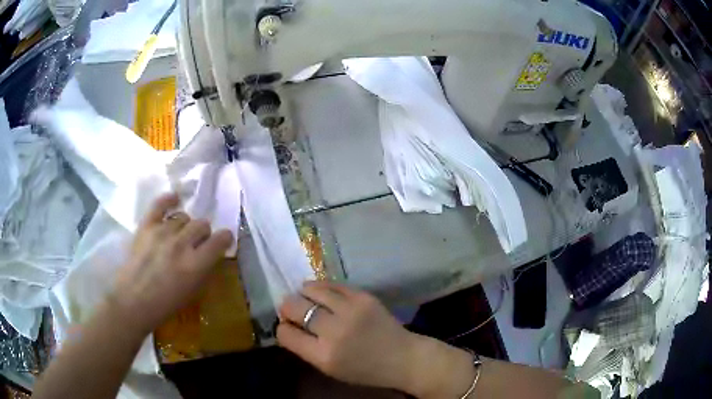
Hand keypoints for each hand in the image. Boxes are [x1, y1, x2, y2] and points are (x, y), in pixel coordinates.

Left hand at [111, 193, 233, 336]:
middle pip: (201, 224)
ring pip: (183, 217)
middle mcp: (181, 243)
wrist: (133, 301)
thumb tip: (210, 254)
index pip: (220, 240)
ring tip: (179, 235)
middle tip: (196, 243)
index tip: (223, 241)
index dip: (225, 238)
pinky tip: (174, 200)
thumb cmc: (165, 304)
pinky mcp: (146, 226)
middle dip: (203, 233)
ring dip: (185, 226)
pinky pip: (160, 204)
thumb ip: (204, 270)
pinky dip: (168, 200)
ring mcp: (162, 232)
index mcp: (196, 264)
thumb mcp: (193, 292)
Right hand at [277, 282, 424, 391]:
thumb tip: (289, 325)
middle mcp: (334, 331)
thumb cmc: (364, 370)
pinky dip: (322, 287)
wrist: (402, 357)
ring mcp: (350, 310)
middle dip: (287, 307)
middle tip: (291, 309)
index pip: (286, 334)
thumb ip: (307, 349)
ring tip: (304, 296)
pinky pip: (332, 284)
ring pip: (311, 290)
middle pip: (294, 307)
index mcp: (323, 355)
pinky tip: (321, 292)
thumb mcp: (330, 369)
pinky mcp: (363, 297)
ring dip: (303, 293)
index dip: (282, 328)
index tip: (285, 326)